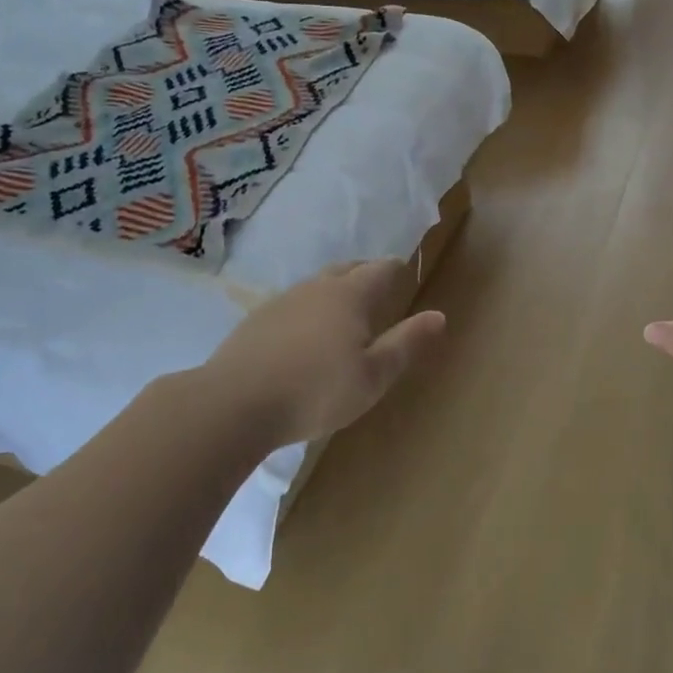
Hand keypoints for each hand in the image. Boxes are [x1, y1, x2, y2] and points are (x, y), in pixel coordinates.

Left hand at [208, 259, 445, 443]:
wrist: (234, 403)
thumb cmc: (316, 391)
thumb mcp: (373, 376)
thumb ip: (406, 343)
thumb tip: (438, 315)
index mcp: (349, 295)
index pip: (381, 269)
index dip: (397, 269)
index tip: (405, 274)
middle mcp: (316, 287)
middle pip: (347, 269)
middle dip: (367, 274)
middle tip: (380, 289)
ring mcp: (281, 301)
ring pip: (317, 285)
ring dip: (336, 291)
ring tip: (345, 313)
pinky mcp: (256, 320)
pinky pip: (293, 304)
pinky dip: (309, 310)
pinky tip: (305, 335)